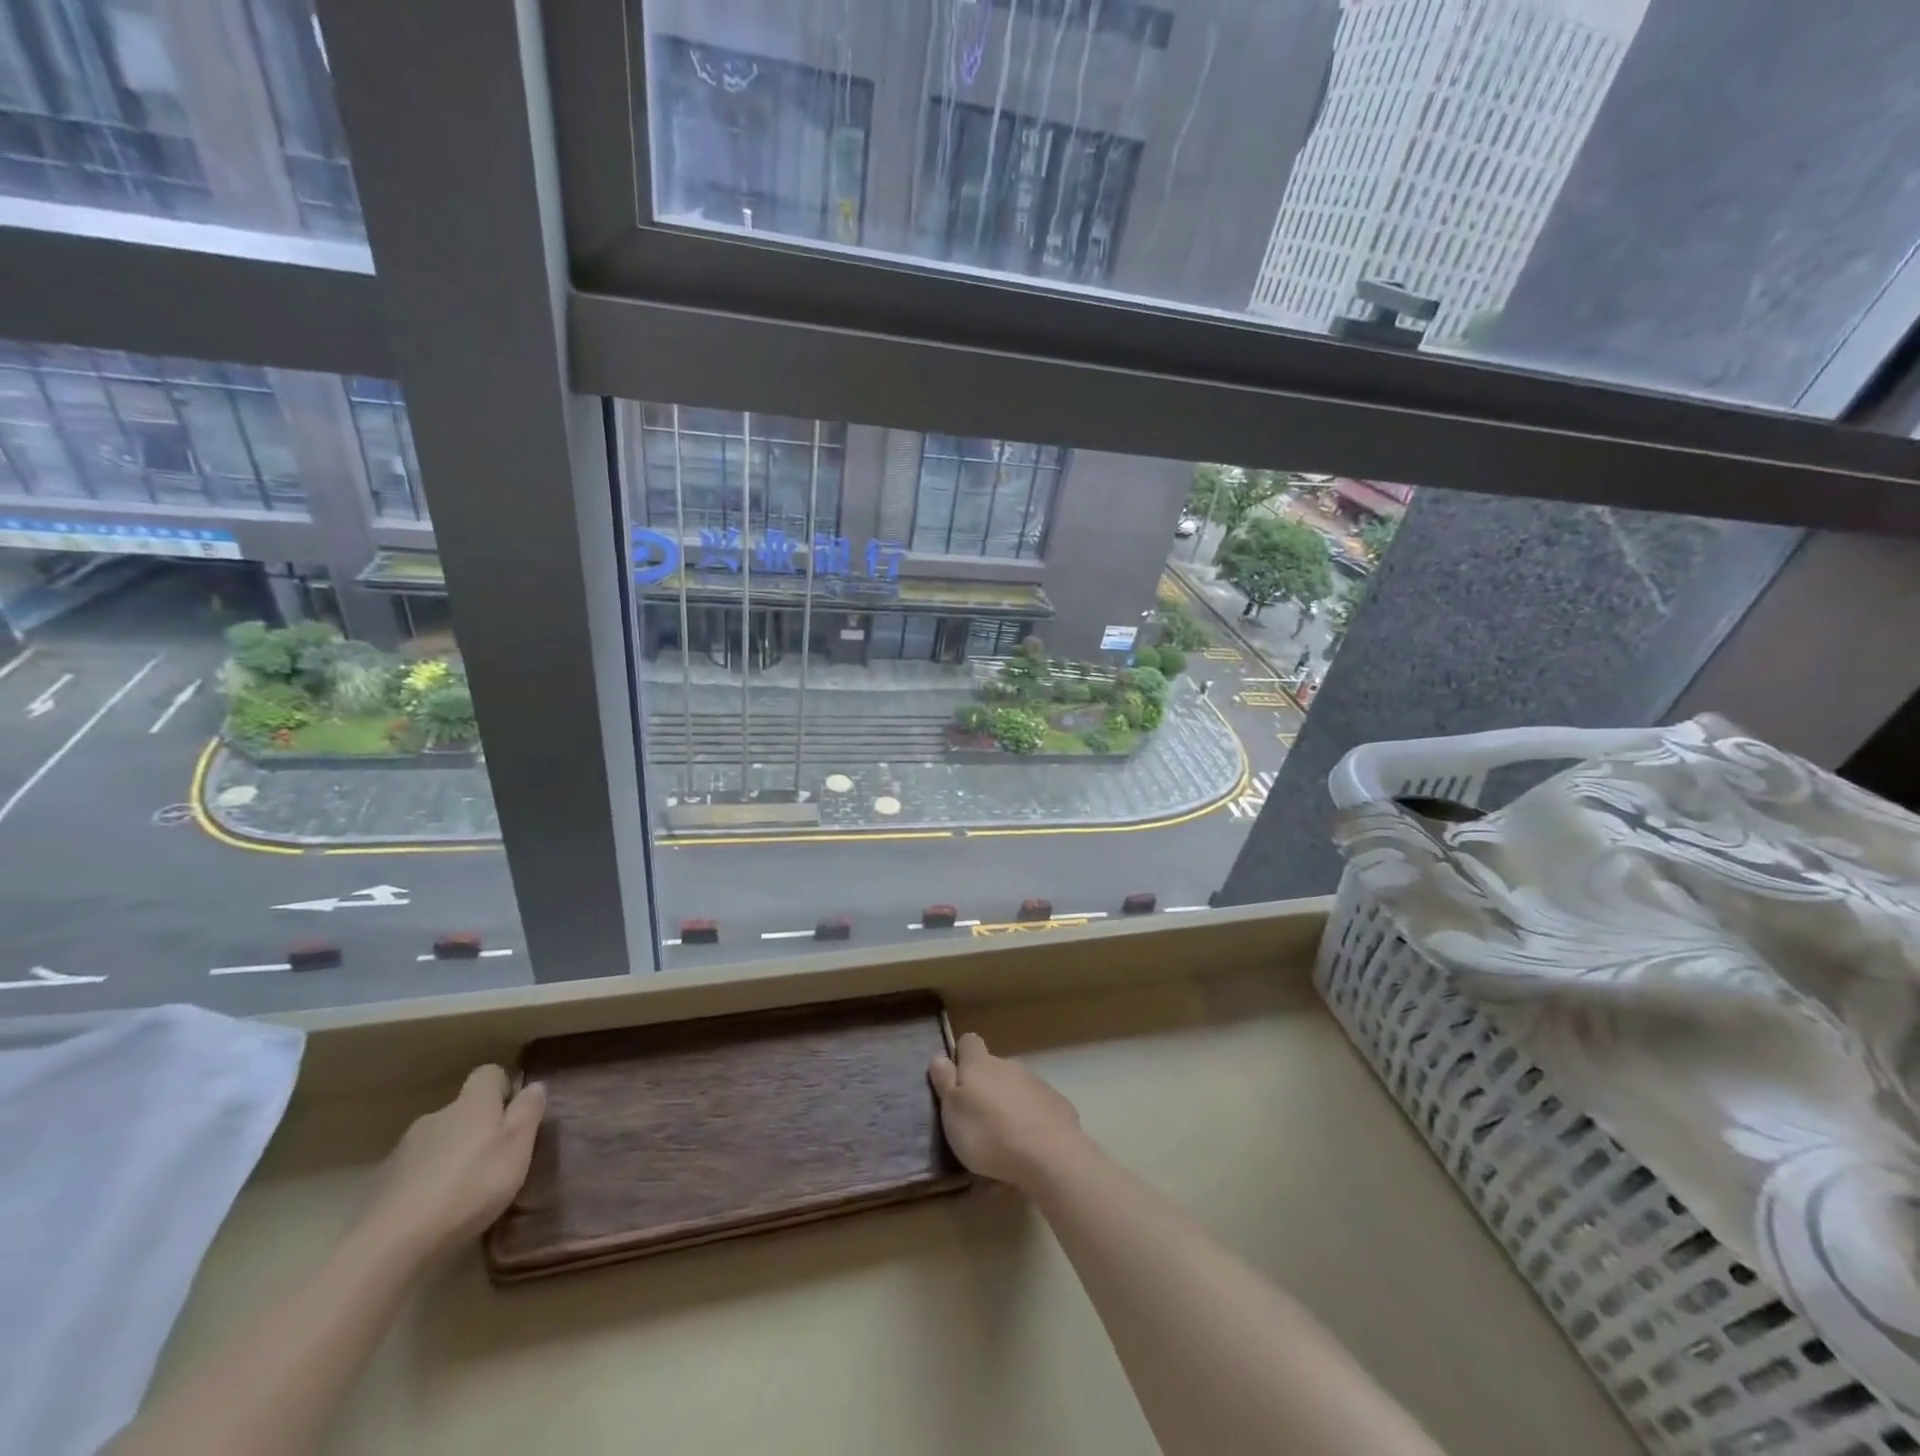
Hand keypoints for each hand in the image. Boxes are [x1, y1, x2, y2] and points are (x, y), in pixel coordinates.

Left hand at [357, 1065, 546, 1265]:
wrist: (391, 1244)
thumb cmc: (470, 1186)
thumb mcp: (517, 1147)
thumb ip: (528, 1112)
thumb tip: (534, 1086)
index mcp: (471, 1104)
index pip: (488, 1074)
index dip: (503, 1089)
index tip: (512, 1117)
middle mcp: (436, 1116)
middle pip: (463, 1111)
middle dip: (478, 1128)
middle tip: (493, 1161)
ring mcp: (404, 1150)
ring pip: (438, 1141)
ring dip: (451, 1156)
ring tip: (463, 1191)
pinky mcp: (382, 1184)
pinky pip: (414, 1172)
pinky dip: (427, 1182)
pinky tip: (433, 1211)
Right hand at [929, 1032, 1086, 1189]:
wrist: (1049, 1156)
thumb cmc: (989, 1133)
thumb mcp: (953, 1112)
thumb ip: (945, 1082)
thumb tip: (939, 1056)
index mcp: (980, 1065)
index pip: (969, 1042)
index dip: (962, 1056)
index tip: (957, 1080)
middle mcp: (1009, 1066)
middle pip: (993, 1069)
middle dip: (986, 1089)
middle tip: (977, 1122)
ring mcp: (1037, 1084)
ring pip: (1016, 1088)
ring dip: (1008, 1106)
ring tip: (1003, 1142)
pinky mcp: (1058, 1105)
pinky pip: (1038, 1108)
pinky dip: (1031, 1121)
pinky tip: (1029, 1147)